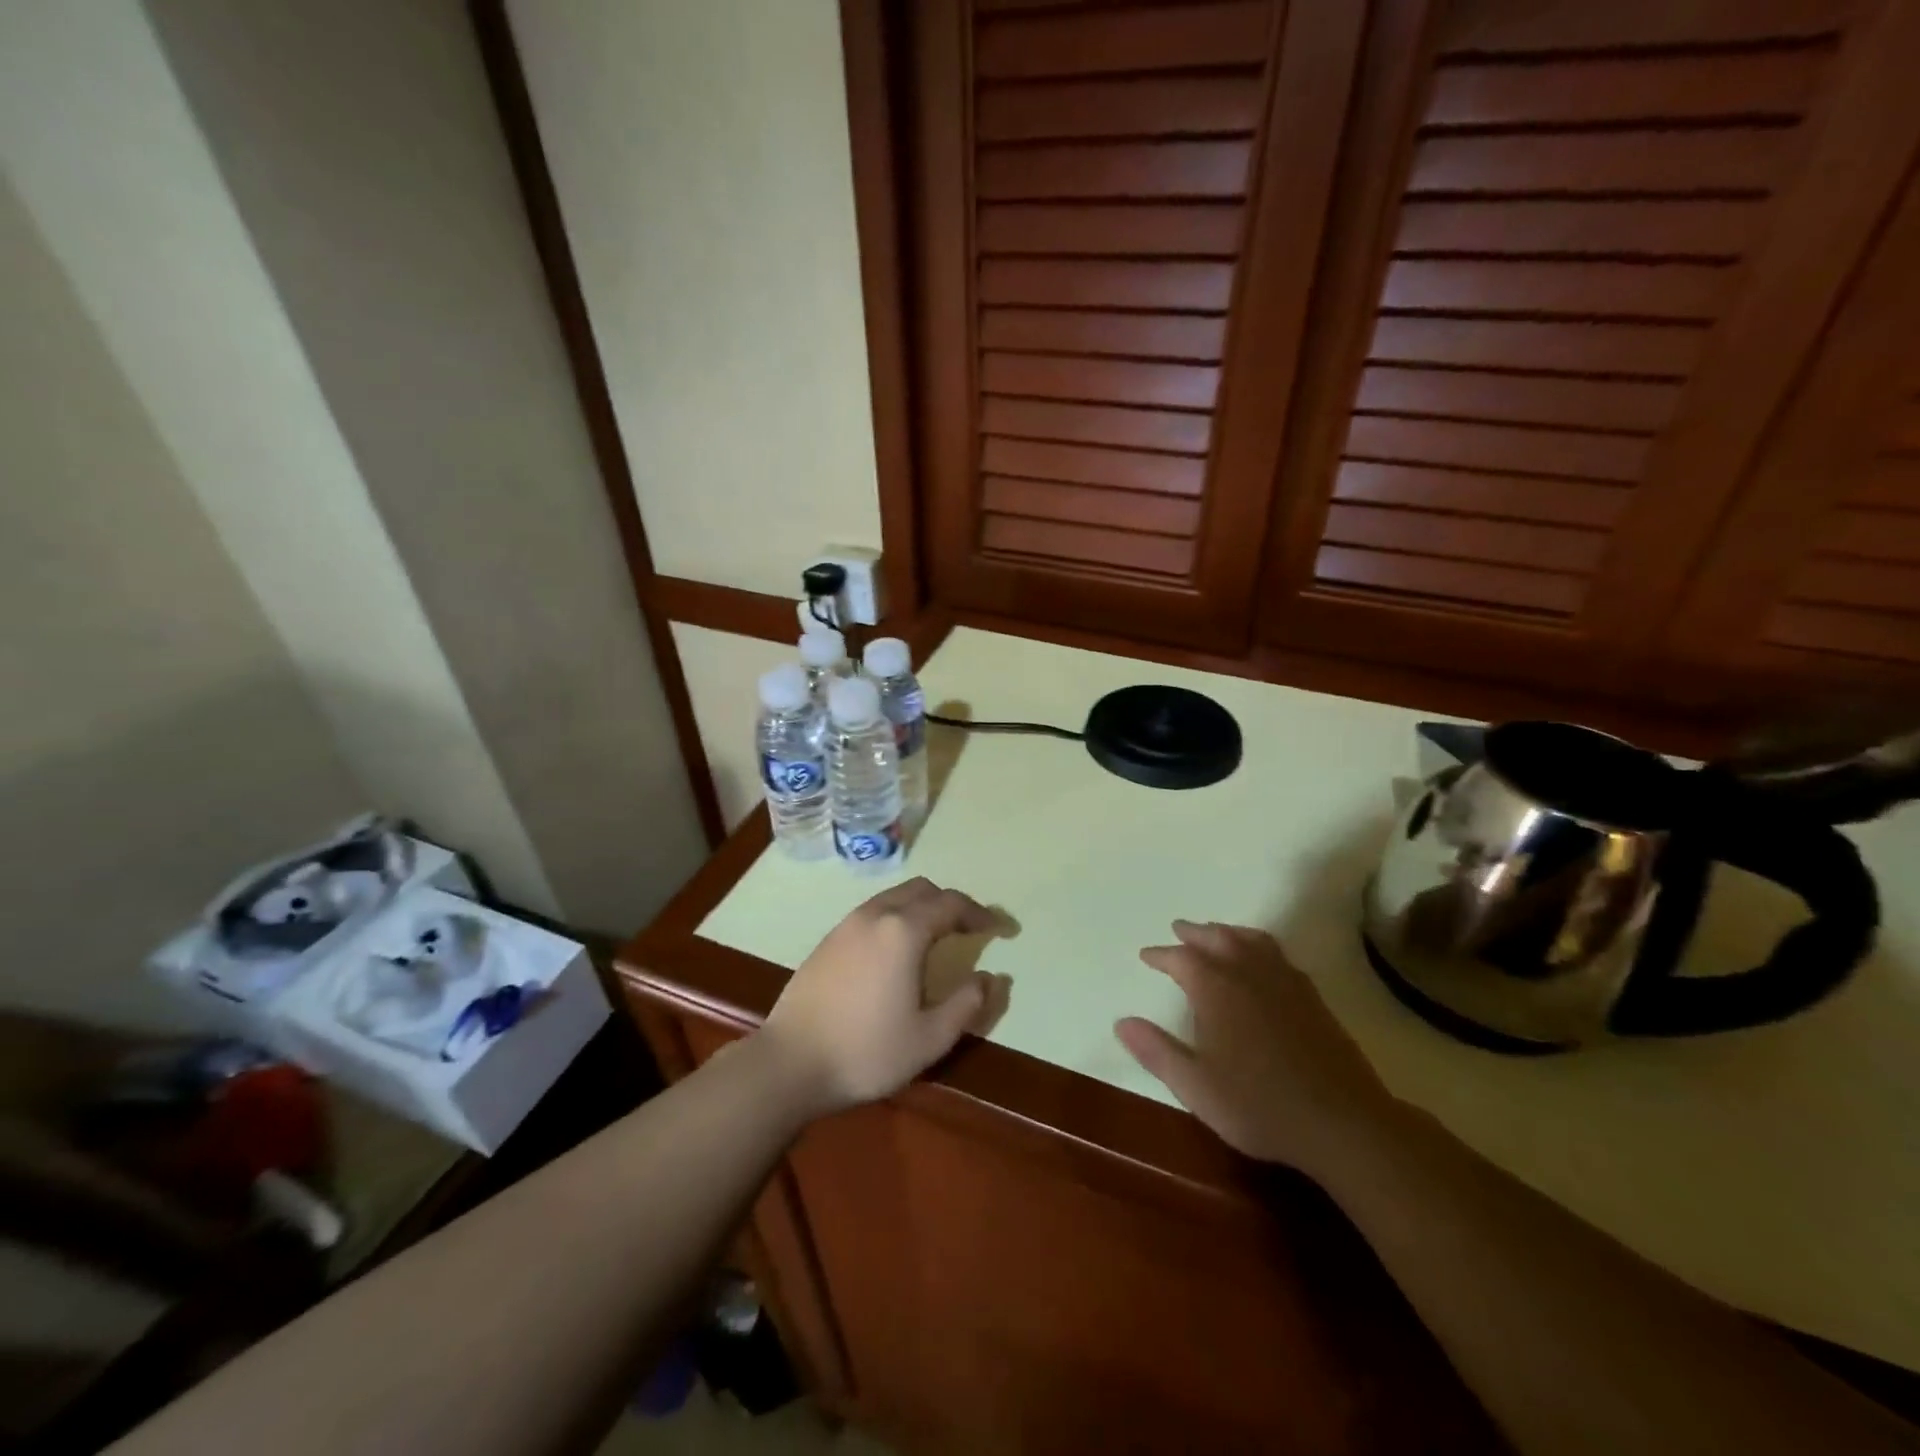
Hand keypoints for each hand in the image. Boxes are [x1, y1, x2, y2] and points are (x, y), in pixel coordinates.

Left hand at [757, 878, 999, 1115]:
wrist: (789, 1064)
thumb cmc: (866, 1052)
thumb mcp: (929, 1038)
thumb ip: (966, 1004)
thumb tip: (991, 978)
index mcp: (903, 931)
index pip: (951, 905)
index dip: (982, 914)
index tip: (1002, 929)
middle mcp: (875, 915)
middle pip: (922, 890)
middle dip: (951, 904)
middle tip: (970, 930)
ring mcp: (846, 925)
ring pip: (893, 898)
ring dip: (921, 909)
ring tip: (938, 938)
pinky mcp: (827, 941)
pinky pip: (872, 913)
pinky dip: (896, 918)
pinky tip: (897, 952)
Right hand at [1115, 920, 1398, 1175]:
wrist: (1341, 1123)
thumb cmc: (1258, 1105)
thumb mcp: (1195, 1086)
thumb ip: (1156, 1051)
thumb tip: (1121, 1022)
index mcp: (1217, 989)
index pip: (1182, 958)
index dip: (1162, 955)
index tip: (1147, 955)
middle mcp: (1249, 974)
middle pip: (1218, 938)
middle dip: (1195, 932)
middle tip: (1179, 929)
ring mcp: (1285, 982)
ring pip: (1252, 940)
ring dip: (1229, 932)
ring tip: (1217, 933)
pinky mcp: (1312, 998)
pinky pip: (1278, 955)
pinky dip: (1259, 946)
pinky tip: (1262, 963)